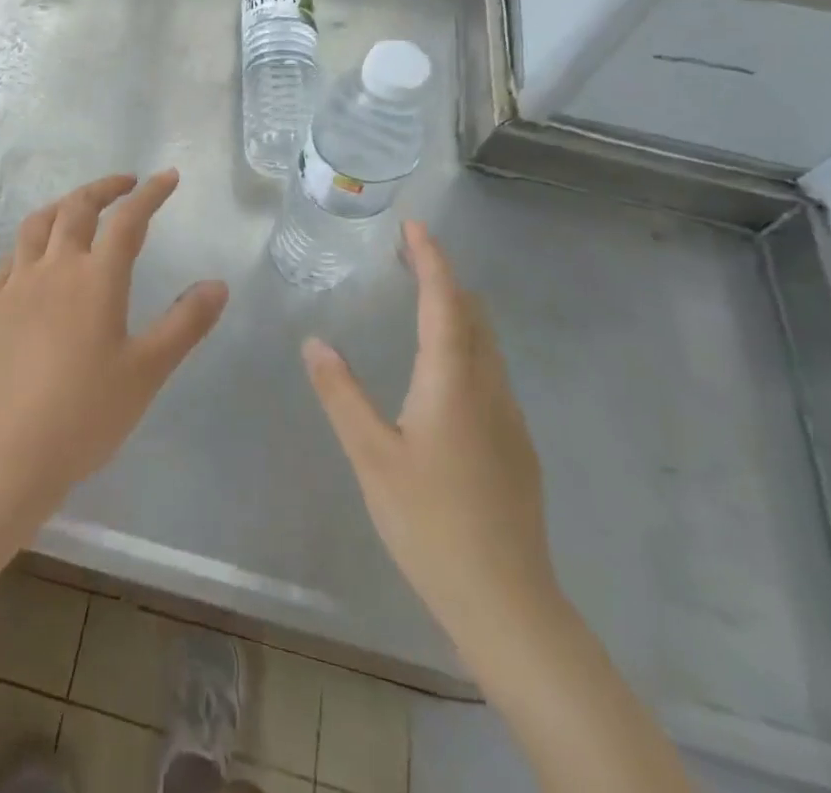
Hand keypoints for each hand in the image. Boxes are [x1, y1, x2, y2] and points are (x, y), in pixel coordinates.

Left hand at [0, 170, 228, 527]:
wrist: (6, 454)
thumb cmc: (85, 414)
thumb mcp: (147, 371)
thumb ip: (184, 323)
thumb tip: (218, 284)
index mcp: (96, 279)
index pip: (128, 220)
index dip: (150, 194)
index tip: (167, 177)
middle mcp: (54, 268)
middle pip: (77, 208)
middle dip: (104, 188)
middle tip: (125, 184)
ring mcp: (16, 285)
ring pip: (37, 224)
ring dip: (62, 205)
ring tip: (78, 207)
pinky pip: (10, 257)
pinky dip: (30, 243)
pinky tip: (34, 257)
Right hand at [303, 221, 557, 654]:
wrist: (508, 604)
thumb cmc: (431, 524)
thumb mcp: (371, 457)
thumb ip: (342, 395)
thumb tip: (315, 341)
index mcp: (452, 382)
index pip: (444, 302)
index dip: (431, 259)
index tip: (415, 226)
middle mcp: (488, 388)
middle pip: (472, 314)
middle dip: (443, 276)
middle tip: (409, 253)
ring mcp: (508, 417)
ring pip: (486, 343)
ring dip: (456, 308)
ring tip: (423, 295)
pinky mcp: (515, 445)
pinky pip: (490, 370)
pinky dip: (465, 341)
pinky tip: (444, 365)